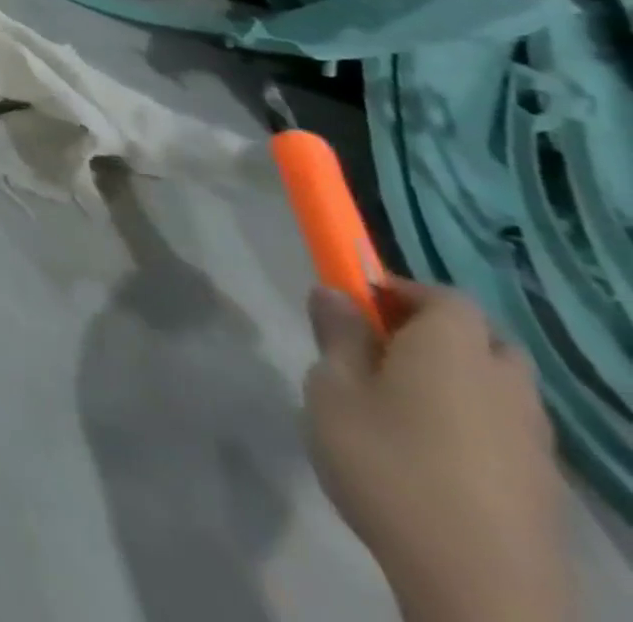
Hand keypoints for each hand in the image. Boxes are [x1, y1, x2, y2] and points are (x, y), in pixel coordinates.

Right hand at [303, 280, 571, 621]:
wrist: (480, 587)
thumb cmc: (388, 464)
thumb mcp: (333, 389)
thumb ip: (336, 336)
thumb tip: (335, 292)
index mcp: (453, 350)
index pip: (444, 295)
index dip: (402, 290)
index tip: (359, 302)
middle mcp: (504, 384)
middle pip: (482, 338)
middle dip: (436, 333)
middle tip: (381, 348)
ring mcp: (534, 440)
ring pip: (499, 385)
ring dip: (457, 379)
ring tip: (401, 402)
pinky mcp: (543, 485)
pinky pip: (507, 428)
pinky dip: (474, 421)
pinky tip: (433, 450)